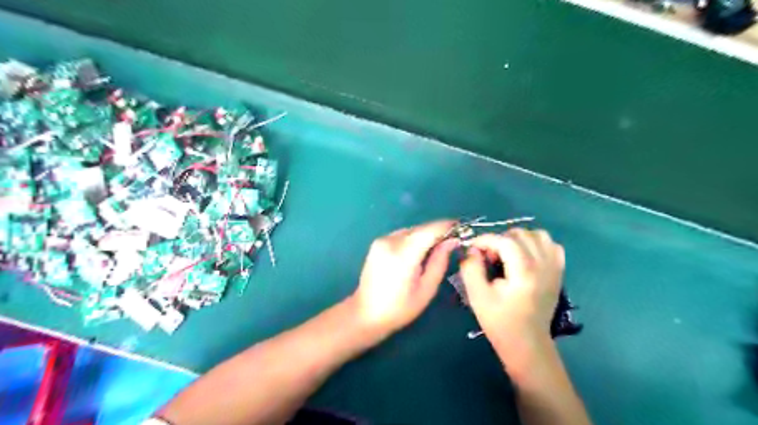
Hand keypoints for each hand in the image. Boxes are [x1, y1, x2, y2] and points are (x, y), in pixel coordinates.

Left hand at [352, 221, 457, 337]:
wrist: (365, 314)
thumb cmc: (399, 309)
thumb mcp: (426, 289)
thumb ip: (440, 261)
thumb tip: (451, 241)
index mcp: (403, 255)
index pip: (430, 230)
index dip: (447, 226)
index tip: (462, 228)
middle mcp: (390, 241)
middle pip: (421, 228)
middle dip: (438, 232)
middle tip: (453, 241)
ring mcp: (381, 240)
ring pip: (412, 230)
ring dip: (425, 235)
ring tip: (437, 248)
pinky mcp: (377, 243)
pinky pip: (402, 235)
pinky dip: (413, 239)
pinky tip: (418, 252)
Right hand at [459, 230, 564, 350]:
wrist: (527, 342)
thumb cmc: (499, 321)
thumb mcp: (477, 295)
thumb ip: (471, 268)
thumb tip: (472, 249)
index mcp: (524, 272)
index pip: (504, 240)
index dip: (485, 240)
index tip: (472, 248)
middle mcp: (543, 265)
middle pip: (521, 234)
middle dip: (500, 239)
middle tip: (490, 257)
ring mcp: (554, 267)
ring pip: (538, 235)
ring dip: (519, 239)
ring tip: (507, 254)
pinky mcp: (558, 272)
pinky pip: (551, 245)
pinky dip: (537, 244)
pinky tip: (526, 257)